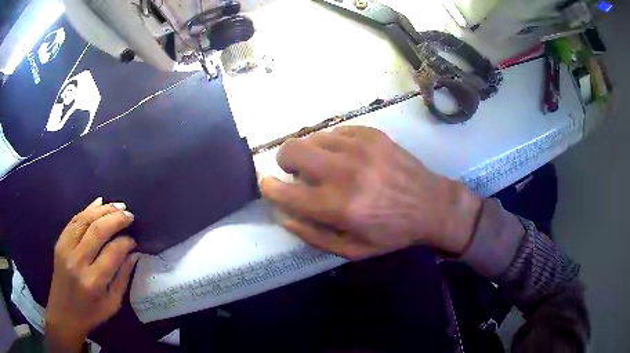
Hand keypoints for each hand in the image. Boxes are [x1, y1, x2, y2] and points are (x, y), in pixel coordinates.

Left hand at [45, 198, 137, 351]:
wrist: (63, 313)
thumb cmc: (91, 313)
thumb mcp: (112, 304)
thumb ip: (122, 279)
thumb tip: (133, 254)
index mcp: (93, 282)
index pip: (112, 253)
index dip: (125, 242)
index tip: (133, 241)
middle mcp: (78, 262)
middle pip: (97, 231)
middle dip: (116, 218)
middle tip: (129, 214)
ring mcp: (66, 250)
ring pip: (84, 220)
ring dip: (103, 209)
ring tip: (118, 205)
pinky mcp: (59, 243)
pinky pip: (74, 221)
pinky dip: (87, 209)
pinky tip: (98, 203)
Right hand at [260, 126, 481, 259]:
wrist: (432, 205)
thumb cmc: (392, 232)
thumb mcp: (353, 249)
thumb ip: (313, 235)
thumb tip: (284, 217)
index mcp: (339, 206)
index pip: (286, 191)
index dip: (269, 187)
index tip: (267, 184)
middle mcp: (345, 171)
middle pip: (292, 149)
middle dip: (284, 160)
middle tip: (295, 172)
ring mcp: (359, 147)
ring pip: (312, 137)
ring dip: (310, 153)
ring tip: (325, 166)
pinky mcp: (372, 134)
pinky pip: (335, 131)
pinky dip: (332, 144)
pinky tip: (345, 156)